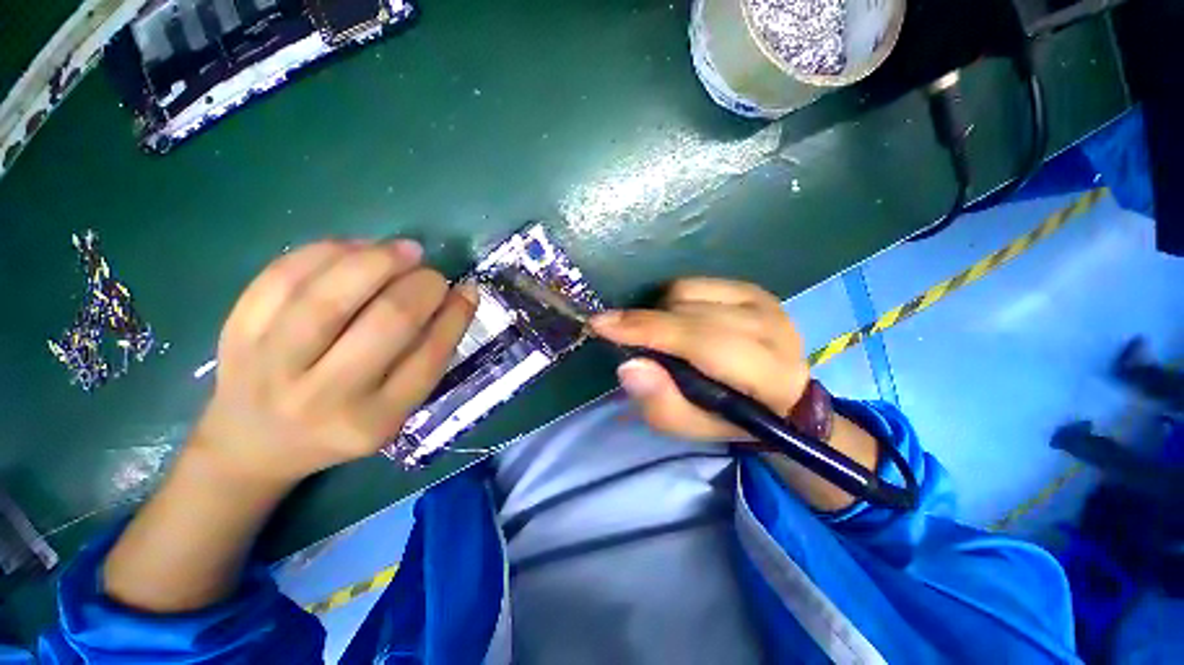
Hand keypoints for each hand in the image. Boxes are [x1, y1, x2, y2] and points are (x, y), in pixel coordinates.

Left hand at [190, 240, 476, 484]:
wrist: (252, 444)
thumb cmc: (338, 426)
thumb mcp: (393, 411)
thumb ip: (426, 359)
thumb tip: (458, 296)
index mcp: (373, 421)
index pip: (429, 356)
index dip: (455, 315)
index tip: (467, 290)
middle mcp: (323, 397)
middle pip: (387, 321)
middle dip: (423, 286)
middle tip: (433, 274)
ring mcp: (271, 364)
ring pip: (332, 293)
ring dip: (379, 259)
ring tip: (406, 251)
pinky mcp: (236, 333)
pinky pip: (282, 276)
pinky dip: (328, 251)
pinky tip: (357, 248)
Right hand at [590, 278, 808, 441]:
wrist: (779, 396)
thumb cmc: (729, 418)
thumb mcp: (691, 427)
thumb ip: (660, 404)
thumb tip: (629, 366)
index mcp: (766, 374)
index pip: (698, 340)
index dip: (645, 329)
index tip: (600, 324)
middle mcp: (771, 329)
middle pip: (687, 312)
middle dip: (645, 322)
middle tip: (623, 336)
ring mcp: (762, 301)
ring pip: (687, 292)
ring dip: (660, 312)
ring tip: (661, 336)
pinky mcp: (751, 288)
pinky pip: (694, 282)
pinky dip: (674, 299)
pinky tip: (677, 320)